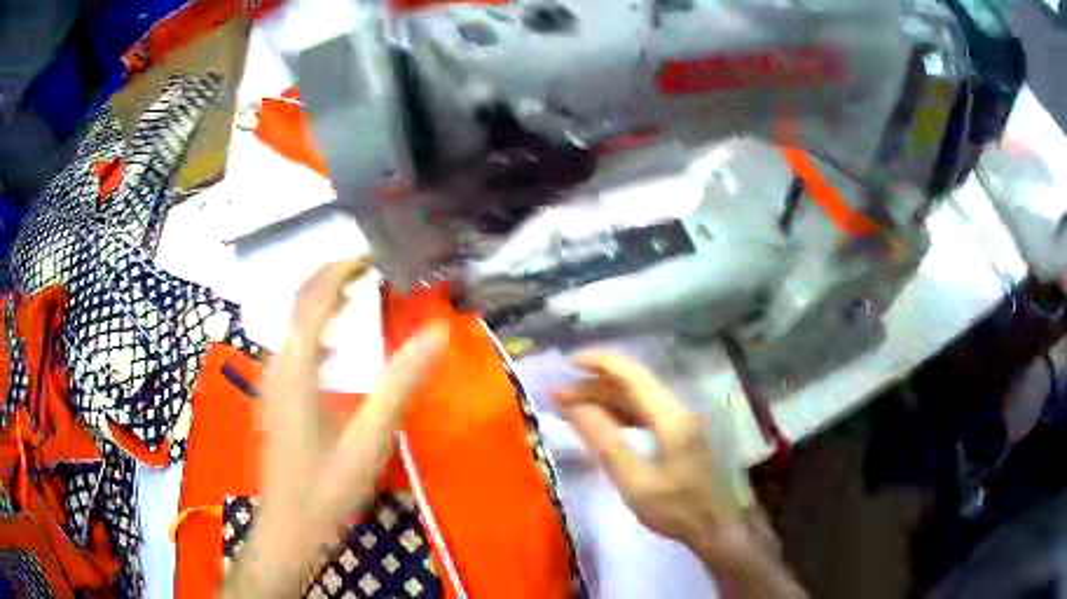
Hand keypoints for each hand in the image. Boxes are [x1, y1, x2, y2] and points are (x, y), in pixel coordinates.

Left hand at [225, 259, 448, 597]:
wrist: (287, 528)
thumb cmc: (326, 490)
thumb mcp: (369, 441)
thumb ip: (399, 385)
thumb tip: (436, 334)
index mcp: (296, 369)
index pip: (314, 297)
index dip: (341, 269)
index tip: (375, 257)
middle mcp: (277, 365)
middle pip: (299, 302)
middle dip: (332, 278)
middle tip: (374, 271)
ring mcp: (272, 381)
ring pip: (294, 322)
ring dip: (324, 300)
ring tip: (361, 294)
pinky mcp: (275, 396)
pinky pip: (294, 345)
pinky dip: (318, 328)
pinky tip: (340, 344)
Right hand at [554, 353, 739, 550]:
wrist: (714, 527)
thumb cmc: (675, 509)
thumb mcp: (634, 483)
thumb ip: (605, 442)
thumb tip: (574, 406)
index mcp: (671, 418)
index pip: (631, 375)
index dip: (598, 363)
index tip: (565, 364)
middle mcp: (678, 410)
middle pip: (632, 384)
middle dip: (594, 385)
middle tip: (557, 395)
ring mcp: (681, 421)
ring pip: (638, 398)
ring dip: (604, 398)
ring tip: (571, 406)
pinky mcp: (679, 433)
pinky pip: (645, 413)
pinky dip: (619, 413)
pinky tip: (601, 421)